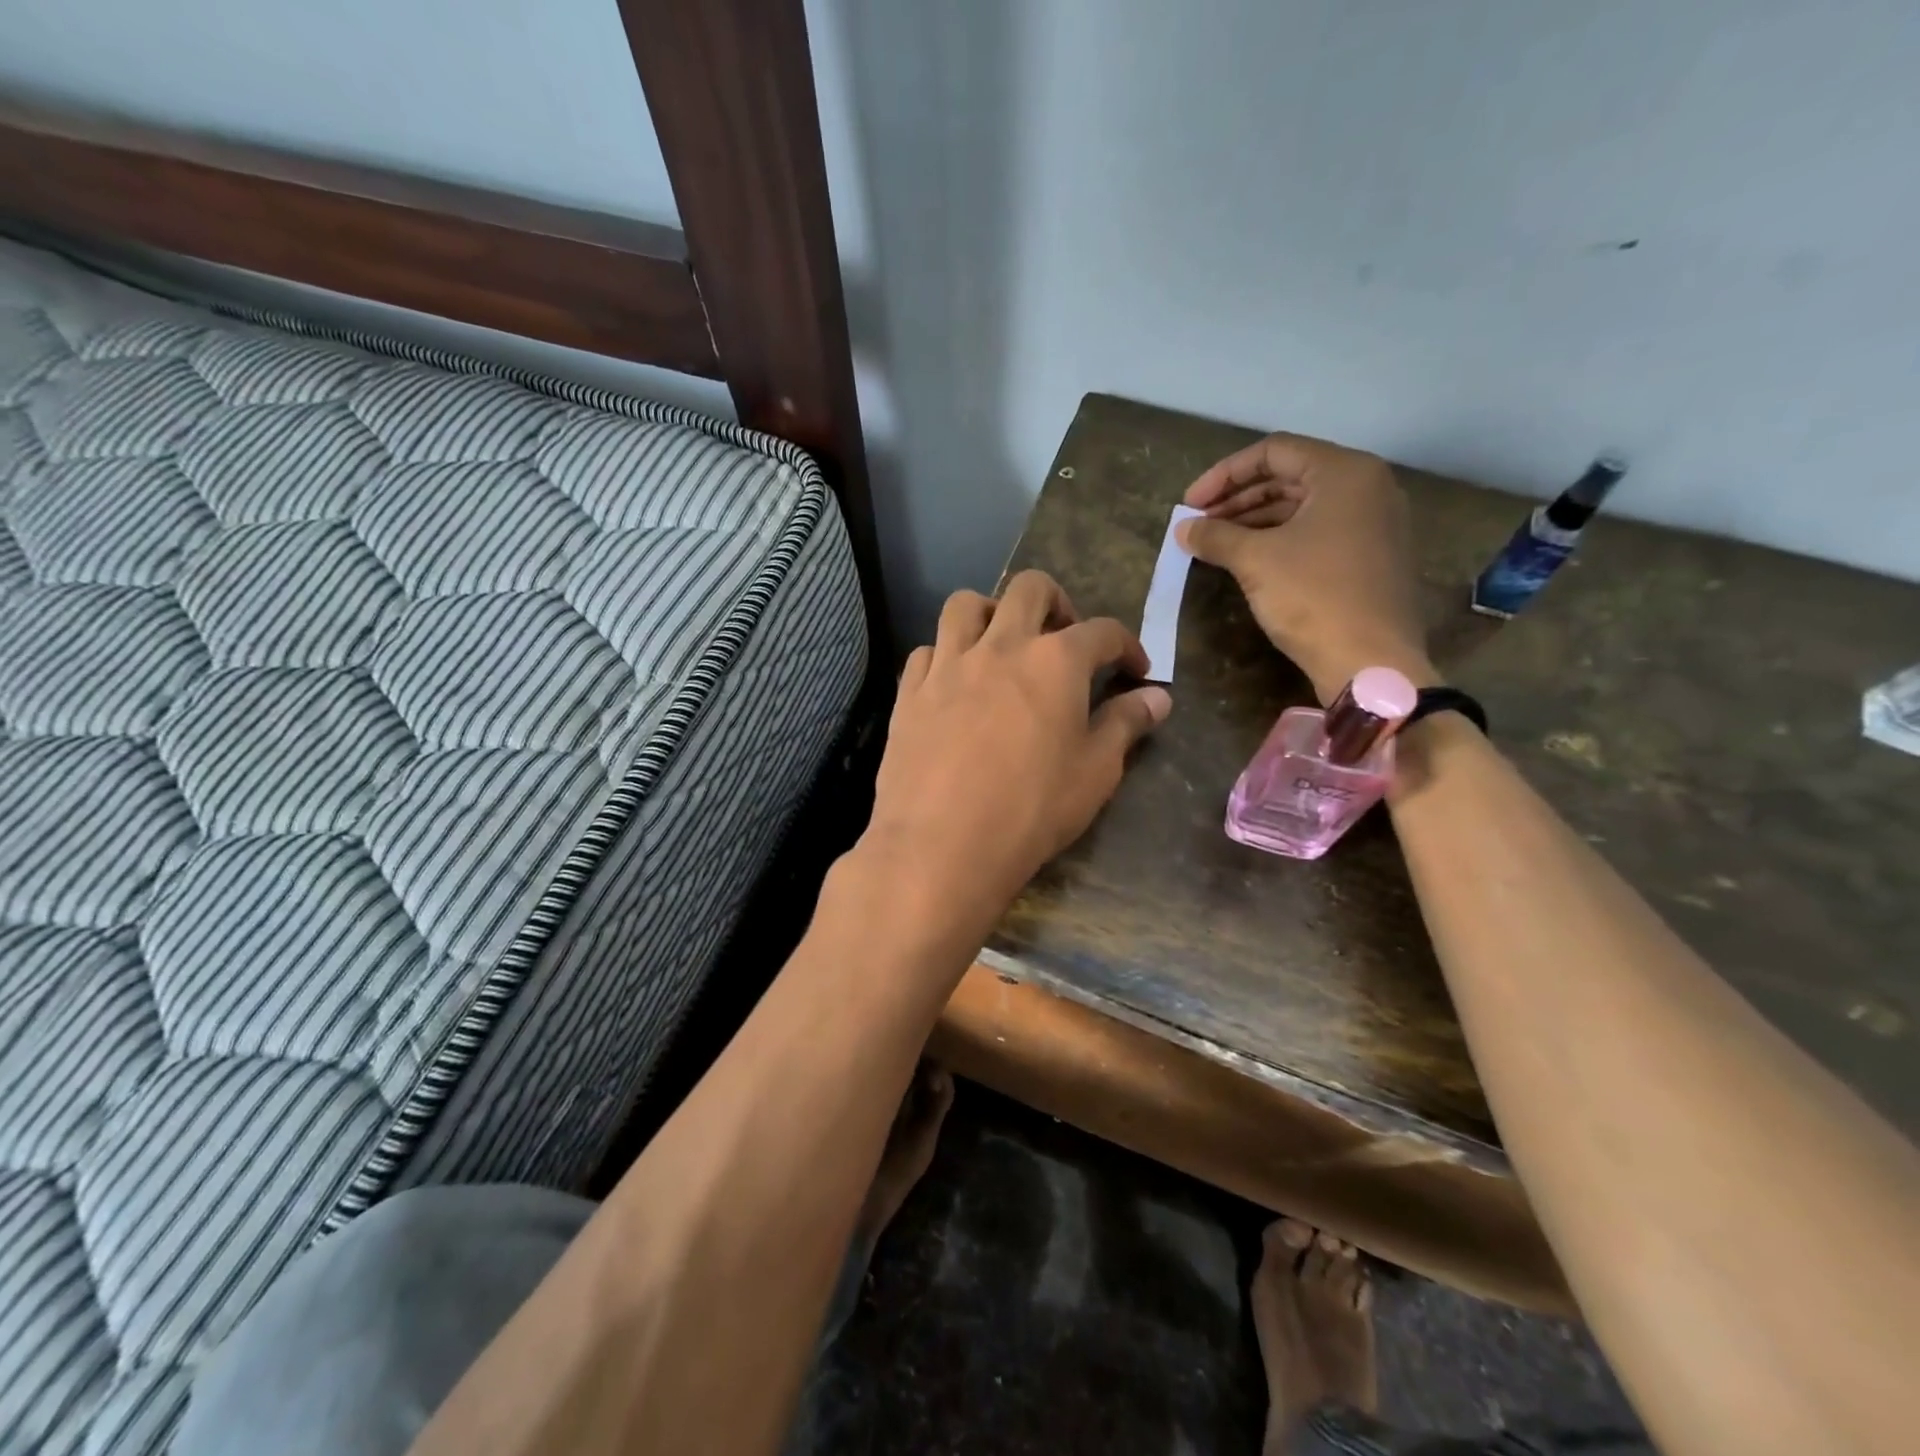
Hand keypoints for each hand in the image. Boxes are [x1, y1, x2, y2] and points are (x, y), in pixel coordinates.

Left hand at [863, 571, 1171, 926]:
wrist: (940, 845)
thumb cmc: (1031, 811)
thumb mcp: (1094, 772)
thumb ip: (1126, 725)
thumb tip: (1158, 697)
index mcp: (1055, 661)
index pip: (1103, 632)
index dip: (1127, 645)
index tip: (1135, 670)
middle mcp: (1000, 646)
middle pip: (1030, 589)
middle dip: (1057, 602)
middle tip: (1064, 637)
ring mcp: (948, 664)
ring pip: (966, 605)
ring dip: (991, 612)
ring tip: (1002, 645)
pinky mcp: (910, 691)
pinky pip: (928, 650)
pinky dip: (947, 655)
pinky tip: (955, 683)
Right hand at [1179, 432, 1436, 703]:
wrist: (1370, 662)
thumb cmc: (1314, 598)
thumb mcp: (1255, 561)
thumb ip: (1215, 536)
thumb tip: (1183, 529)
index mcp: (1345, 472)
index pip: (1273, 452)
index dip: (1224, 475)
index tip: (1190, 504)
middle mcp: (1366, 487)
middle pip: (1289, 477)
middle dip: (1237, 499)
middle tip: (1199, 525)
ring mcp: (1373, 523)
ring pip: (1302, 507)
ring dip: (1254, 521)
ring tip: (1215, 544)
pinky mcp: (1370, 556)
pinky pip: (1317, 532)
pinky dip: (1279, 539)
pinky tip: (1248, 560)